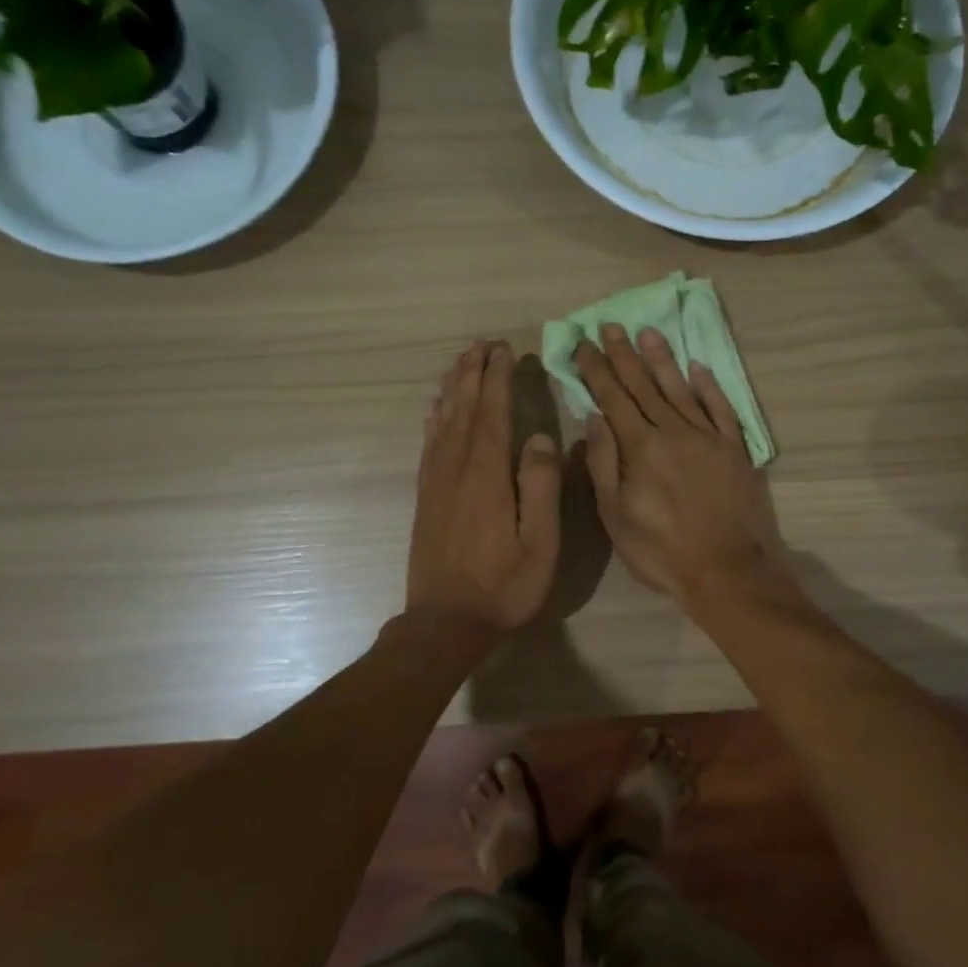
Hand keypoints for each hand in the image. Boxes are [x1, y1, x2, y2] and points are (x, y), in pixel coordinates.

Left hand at [408, 340, 561, 632]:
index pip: (493, 414)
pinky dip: (434, 418)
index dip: (498, 379)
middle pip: (464, 409)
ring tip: (461, 362)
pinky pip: (429, 444)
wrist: (445, 622)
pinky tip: (436, 408)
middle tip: (482, 343)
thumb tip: (540, 437)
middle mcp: (456, 469)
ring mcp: (436, 482)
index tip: (504, 350)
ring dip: (453, 388)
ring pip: (442, 421)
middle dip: (473, 373)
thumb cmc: (503, 586)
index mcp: (487, 476)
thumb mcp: (540, 543)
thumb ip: (541, 487)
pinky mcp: (426, 496)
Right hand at [574, 324, 787, 606]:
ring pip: (681, 389)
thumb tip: (594, 418)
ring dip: (663, 360)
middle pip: (644, 386)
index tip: (583, 344)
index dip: (596, 370)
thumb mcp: (615, 516)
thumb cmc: (660, 550)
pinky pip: (721, 408)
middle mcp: (674, 432)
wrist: (725, 569)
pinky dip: (709, 386)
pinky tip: (698, 368)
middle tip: (611, 325)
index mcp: (641, 448)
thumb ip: (604, 464)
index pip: (613, 398)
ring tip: (649, 333)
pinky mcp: (735, 448)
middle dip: (624, 355)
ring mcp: (708, 437)